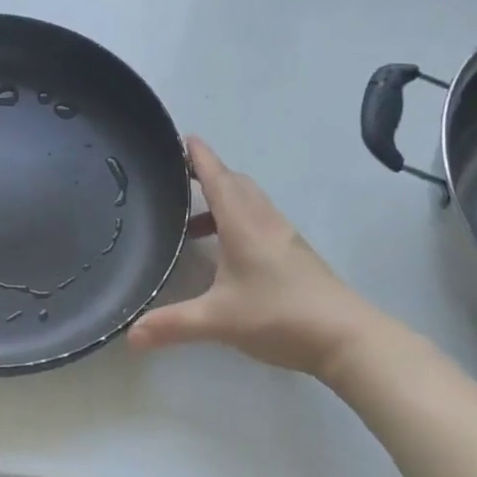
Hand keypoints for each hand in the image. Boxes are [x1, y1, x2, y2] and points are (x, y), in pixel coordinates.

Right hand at [127, 137, 387, 376]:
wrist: (348, 338)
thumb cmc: (280, 316)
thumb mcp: (218, 320)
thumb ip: (172, 324)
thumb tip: (128, 335)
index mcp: (243, 224)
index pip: (217, 178)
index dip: (198, 156)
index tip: (181, 137)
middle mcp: (264, 221)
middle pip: (235, 183)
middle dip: (208, 174)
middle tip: (178, 179)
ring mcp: (284, 237)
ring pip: (250, 201)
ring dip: (223, 200)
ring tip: (193, 223)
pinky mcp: (296, 254)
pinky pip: (260, 220)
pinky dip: (237, 220)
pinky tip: (226, 252)